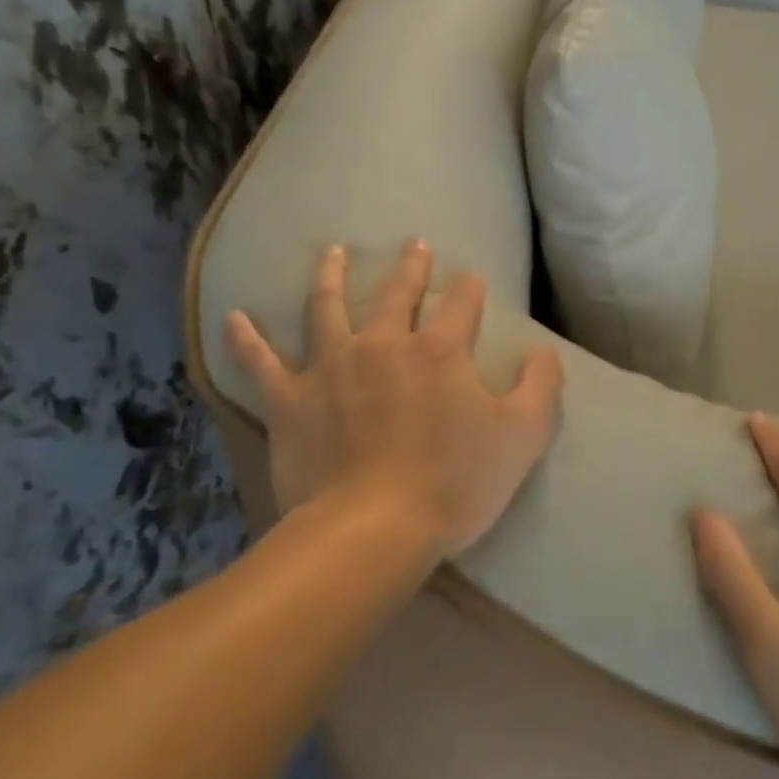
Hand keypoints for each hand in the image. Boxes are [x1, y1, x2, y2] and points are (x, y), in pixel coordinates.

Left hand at [225, 239, 565, 556]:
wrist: (371, 532)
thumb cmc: (454, 484)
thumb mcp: (523, 436)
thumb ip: (541, 386)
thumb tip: (545, 351)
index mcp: (440, 350)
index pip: (462, 302)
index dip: (471, 287)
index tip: (473, 278)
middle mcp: (384, 344)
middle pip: (397, 292)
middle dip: (410, 267)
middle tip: (414, 246)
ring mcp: (331, 367)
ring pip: (326, 307)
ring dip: (329, 275)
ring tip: (331, 251)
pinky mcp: (290, 400)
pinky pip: (261, 363)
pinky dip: (246, 339)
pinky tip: (234, 317)